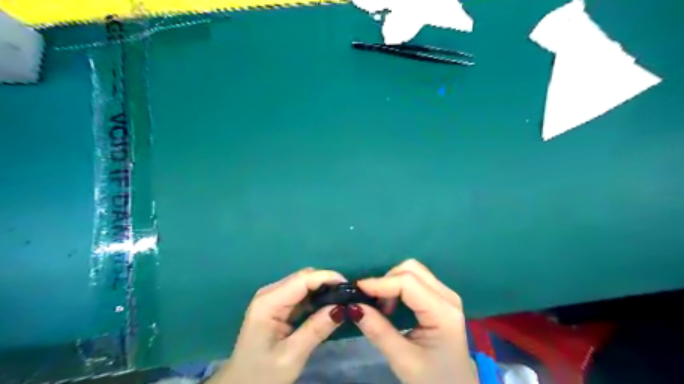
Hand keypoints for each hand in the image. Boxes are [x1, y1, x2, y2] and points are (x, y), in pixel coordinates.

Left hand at [209, 268, 346, 383]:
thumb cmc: (262, 375)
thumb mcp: (292, 355)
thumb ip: (317, 329)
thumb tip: (342, 308)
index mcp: (268, 302)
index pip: (303, 279)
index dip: (327, 277)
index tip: (349, 286)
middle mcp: (269, 293)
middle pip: (303, 277)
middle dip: (327, 282)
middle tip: (348, 295)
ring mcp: (272, 298)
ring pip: (303, 283)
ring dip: (322, 288)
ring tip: (342, 299)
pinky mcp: (276, 306)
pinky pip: (300, 294)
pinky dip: (315, 297)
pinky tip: (327, 305)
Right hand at [353, 258, 476, 382]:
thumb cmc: (433, 379)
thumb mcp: (403, 360)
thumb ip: (378, 331)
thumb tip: (353, 307)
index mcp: (443, 312)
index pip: (407, 283)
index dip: (380, 283)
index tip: (356, 290)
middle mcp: (447, 296)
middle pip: (411, 269)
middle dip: (386, 280)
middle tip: (372, 302)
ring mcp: (446, 295)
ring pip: (413, 271)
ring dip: (392, 282)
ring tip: (382, 307)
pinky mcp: (440, 298)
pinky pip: (416, 279)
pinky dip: (398, 285)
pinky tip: (392, 304)